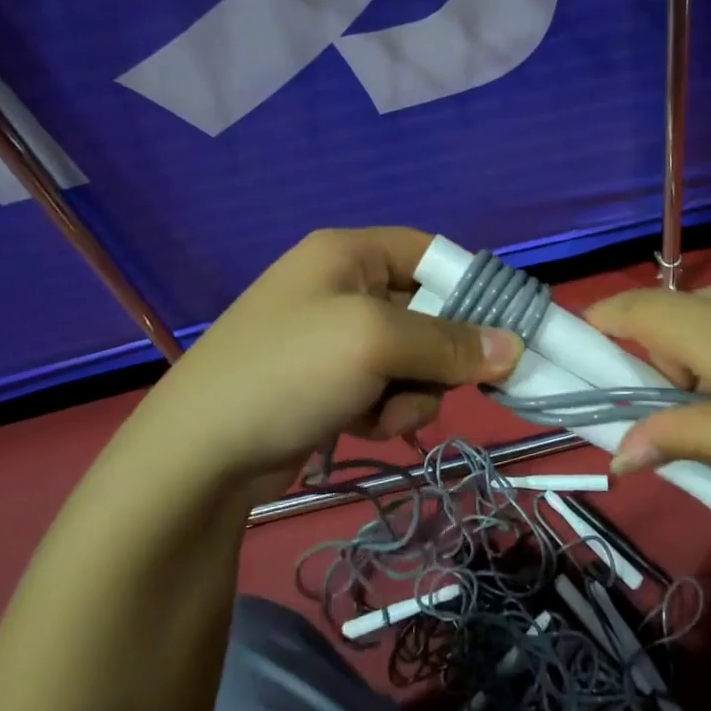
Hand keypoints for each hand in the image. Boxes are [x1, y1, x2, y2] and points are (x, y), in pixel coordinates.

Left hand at [111, 228, 521, 493]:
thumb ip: (450, 343)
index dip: (469, 287)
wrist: (197, 456)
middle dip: (436, 355)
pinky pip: (386, 388)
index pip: (430, 253)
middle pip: (426, 311)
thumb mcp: (375, 343)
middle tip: (434, 382)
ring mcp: (332, 338)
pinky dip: (386, 409)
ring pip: (412, 359)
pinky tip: (362, 425)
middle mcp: (342, 286)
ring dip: (412, 391)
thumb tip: (514, 347)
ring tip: (381, 412)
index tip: (503, 329)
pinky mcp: (328, 384)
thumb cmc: (288, 372)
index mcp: (348, 253)